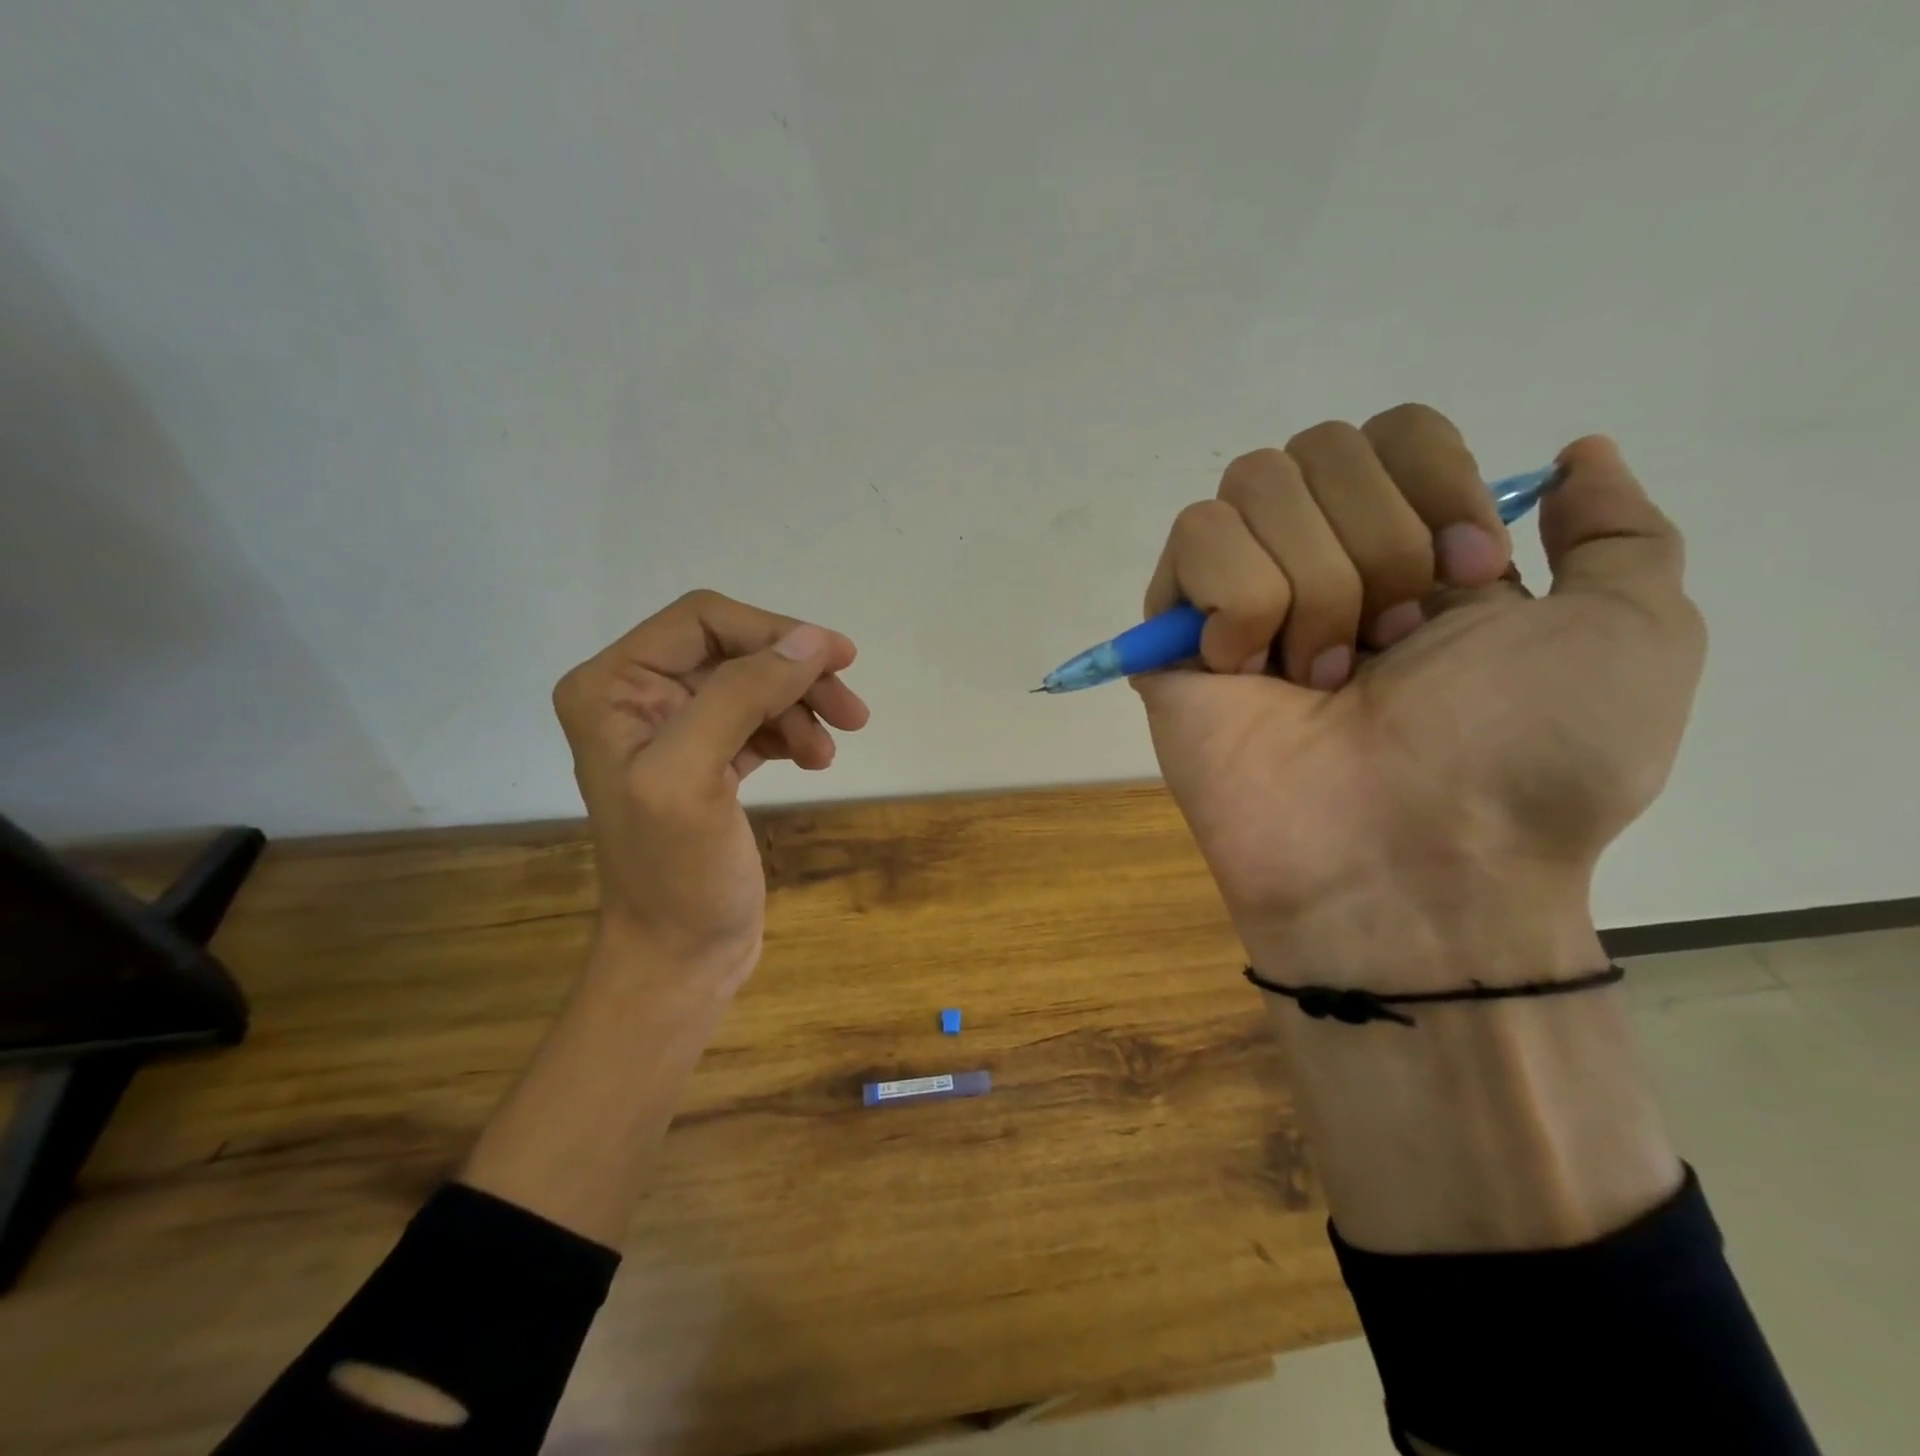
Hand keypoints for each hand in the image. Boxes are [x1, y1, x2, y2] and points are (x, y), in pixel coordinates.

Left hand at [552, 590, 868, 989]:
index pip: (703, 621)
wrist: (680, 957)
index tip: (838, 659)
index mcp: (612, 687)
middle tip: (853, 710)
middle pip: (735, 651)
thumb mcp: (694, 776)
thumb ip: (743, 695)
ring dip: (801, 707)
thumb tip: (812, 640)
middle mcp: (637, 697)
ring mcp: (674, 730)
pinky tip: (814, 759)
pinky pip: (760, 721)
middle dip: (795, 675)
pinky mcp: (709, 761)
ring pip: (755, 685)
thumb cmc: (676, 873)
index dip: (773, 632)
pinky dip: (793, 732)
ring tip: (829, 751)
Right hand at [1136, 406, 1705, 985]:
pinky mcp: (1172, 631)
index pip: (1393, 430)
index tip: (1469, 580)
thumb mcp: (1633, 636)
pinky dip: (1239, 602)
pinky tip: (1250, 674)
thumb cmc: (1523, 760)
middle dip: (1375, 545)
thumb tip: (1574, 454)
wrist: (1407, 863)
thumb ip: (1617, 532)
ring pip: (1252, 486)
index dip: (1433, 486)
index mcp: (1415, 553)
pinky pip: (1194, 539)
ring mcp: (1239, 597)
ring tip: (1320, 679)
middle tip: (1389, 649)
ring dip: (1310, 585)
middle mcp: (1321, 560)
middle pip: (1318, 447)